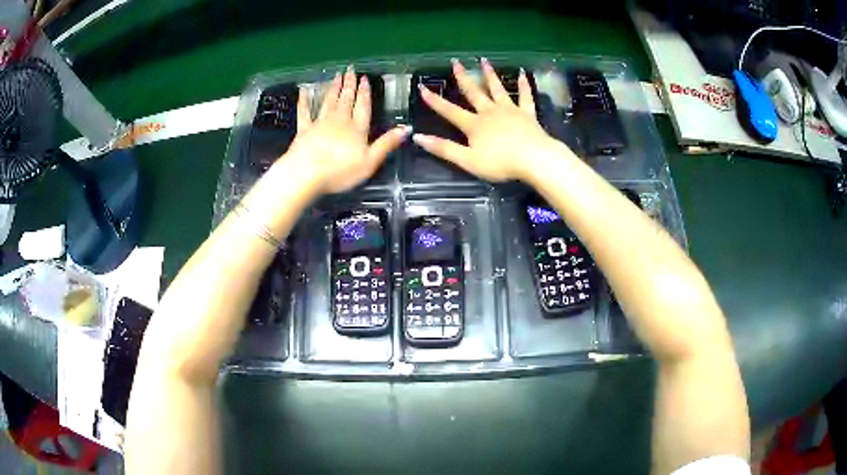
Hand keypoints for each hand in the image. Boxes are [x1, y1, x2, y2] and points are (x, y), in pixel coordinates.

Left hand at [284, 66, 410, 193]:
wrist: (306, 173)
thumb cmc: (340, 171)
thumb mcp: (370, 161)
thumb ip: (387, 143)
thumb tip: (407, 128)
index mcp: (357, 128)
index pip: (363, 106)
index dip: (365, 92)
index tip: (365, 78)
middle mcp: (340, 121)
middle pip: (346, 99)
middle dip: (350, 84)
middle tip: (350, 70)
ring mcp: (320, 123)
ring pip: (329, 101)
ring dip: (334, 88)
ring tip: (337, 75)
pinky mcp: (304, 130)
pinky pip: (304, 111)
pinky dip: (304, 100)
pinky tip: (303, 90)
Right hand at [412, 58, 559, 182]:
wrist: (533, 159)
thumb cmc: (500, 163)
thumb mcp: (467, 160)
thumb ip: (443, 148)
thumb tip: (417, 137)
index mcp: (474, 125)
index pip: (449, 111)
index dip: (435, 101)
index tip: (422, 87)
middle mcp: (489, 112)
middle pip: (473, 92)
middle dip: (463, 77)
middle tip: (456, 62)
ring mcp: (510, 110)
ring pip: (497, 89)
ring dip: (489, 74)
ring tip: (483, 60)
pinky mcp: (527, 114)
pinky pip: (525, 97)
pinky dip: (524, 85)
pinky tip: (523, 74)